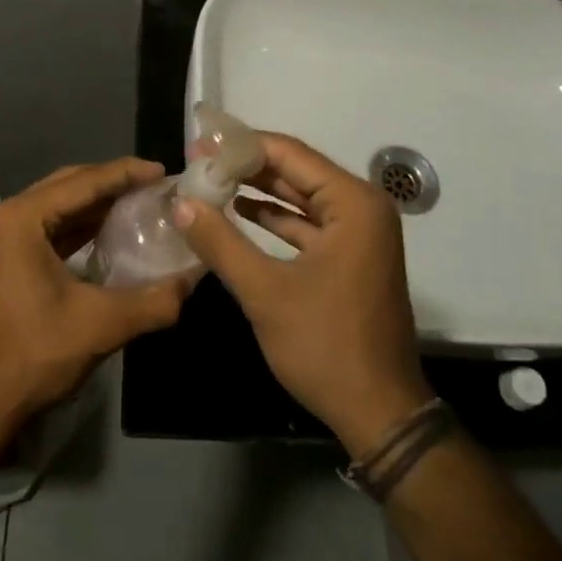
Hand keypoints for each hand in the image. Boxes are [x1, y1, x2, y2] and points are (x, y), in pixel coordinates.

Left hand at [0, 159, 196, 426]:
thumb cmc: (35, 354)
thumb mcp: (101, 324)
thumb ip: (153, 300)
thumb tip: (192, 280)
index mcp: (20, 219)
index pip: (82, 183)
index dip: (125, 174)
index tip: (162, 171)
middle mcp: (4, 218)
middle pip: (67, 186)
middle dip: (111, 183)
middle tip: (153, 186)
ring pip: (56, 207)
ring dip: (95, 205)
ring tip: (137, 204)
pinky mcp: (0, 261)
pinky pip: (46, 229)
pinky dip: (77, 227)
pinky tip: (108, 233)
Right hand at [174, 134, 431, 455]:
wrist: (380, 414)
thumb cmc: (326, 346)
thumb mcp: (266, 293)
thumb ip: (221, 242)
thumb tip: (181, 203)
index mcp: (353, 202)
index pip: (289, 154)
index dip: (241, 146)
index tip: (199, 146)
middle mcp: (363, 206)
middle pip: (296, 171)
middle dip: (247, 166)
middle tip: (199, 161)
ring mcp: (360, 232)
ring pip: (301, 196)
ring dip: (258, 190)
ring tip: (210, 181)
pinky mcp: (352, 255)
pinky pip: (309, 223)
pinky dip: (276, 218)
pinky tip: (240, 212)